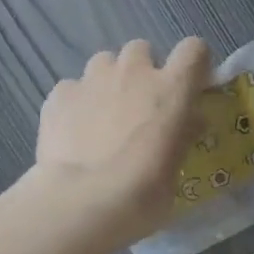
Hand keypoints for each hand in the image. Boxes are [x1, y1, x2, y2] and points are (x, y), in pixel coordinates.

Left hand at [32, 39, 209, 252]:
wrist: (82, 203)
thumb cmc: (142, 195)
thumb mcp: (175, 172)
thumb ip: (182, 137)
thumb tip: (189, 122)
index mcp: (172, 89)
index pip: (194, 50)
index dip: (192, 65)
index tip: (189, 87)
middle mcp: (133, 72)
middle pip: (141, 50)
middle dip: (142, 72)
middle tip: (139, 108)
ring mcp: (92, 79)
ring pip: (104, 63)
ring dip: (108, 82)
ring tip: (102, 118)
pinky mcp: (59, 94)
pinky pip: (72, 89)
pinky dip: (76, 104)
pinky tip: (73, 133)